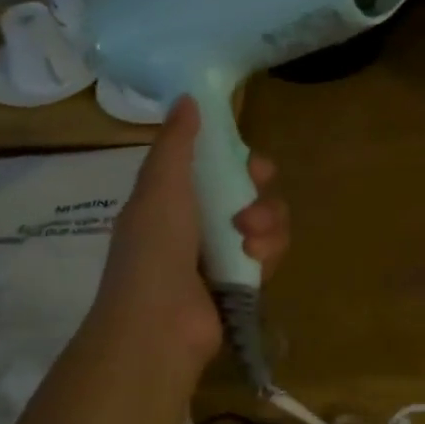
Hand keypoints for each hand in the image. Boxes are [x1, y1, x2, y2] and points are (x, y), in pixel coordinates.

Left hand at [91, 96, 288, 382]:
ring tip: (250, 241)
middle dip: (259, 194)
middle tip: (253, 202)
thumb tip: (187, 97)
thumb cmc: (155, 250)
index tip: (251, 163)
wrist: (159, 326)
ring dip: (266, 223)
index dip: (237, 160)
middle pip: (247, 193)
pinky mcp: (241, 283)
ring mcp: (220, 256)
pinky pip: (270, 254)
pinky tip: (256, 261)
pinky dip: (268, 253)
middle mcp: (197, 224)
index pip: (214, 167)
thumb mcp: (161, 187)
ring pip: (265, 222)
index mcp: (172, 199)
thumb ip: (177, 143)